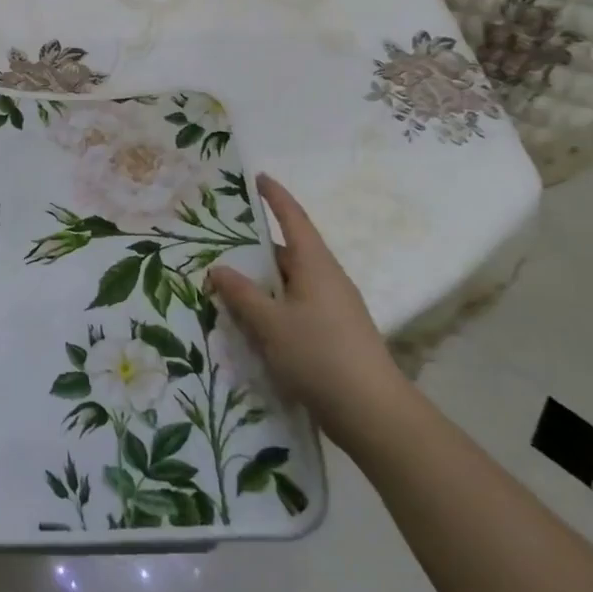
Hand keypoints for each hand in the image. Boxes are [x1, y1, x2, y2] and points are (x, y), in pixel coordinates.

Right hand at [210, 174, 407, 452]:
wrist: (374, 414)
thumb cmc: (320, 355)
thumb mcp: (271, 323)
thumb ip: (242, 294)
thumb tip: (219, 268)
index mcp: (316, 265)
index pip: (293, 219)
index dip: (276, 196)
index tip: (258, 177)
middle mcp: (327, 279)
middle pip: (289, 252)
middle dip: (257, 247)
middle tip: (221, 241)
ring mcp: (334, 308)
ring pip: (291, 283)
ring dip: (263, 281)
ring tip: (228, 283)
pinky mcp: (334, 334)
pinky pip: (297, 307)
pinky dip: (273, 306)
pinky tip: (251, 322)